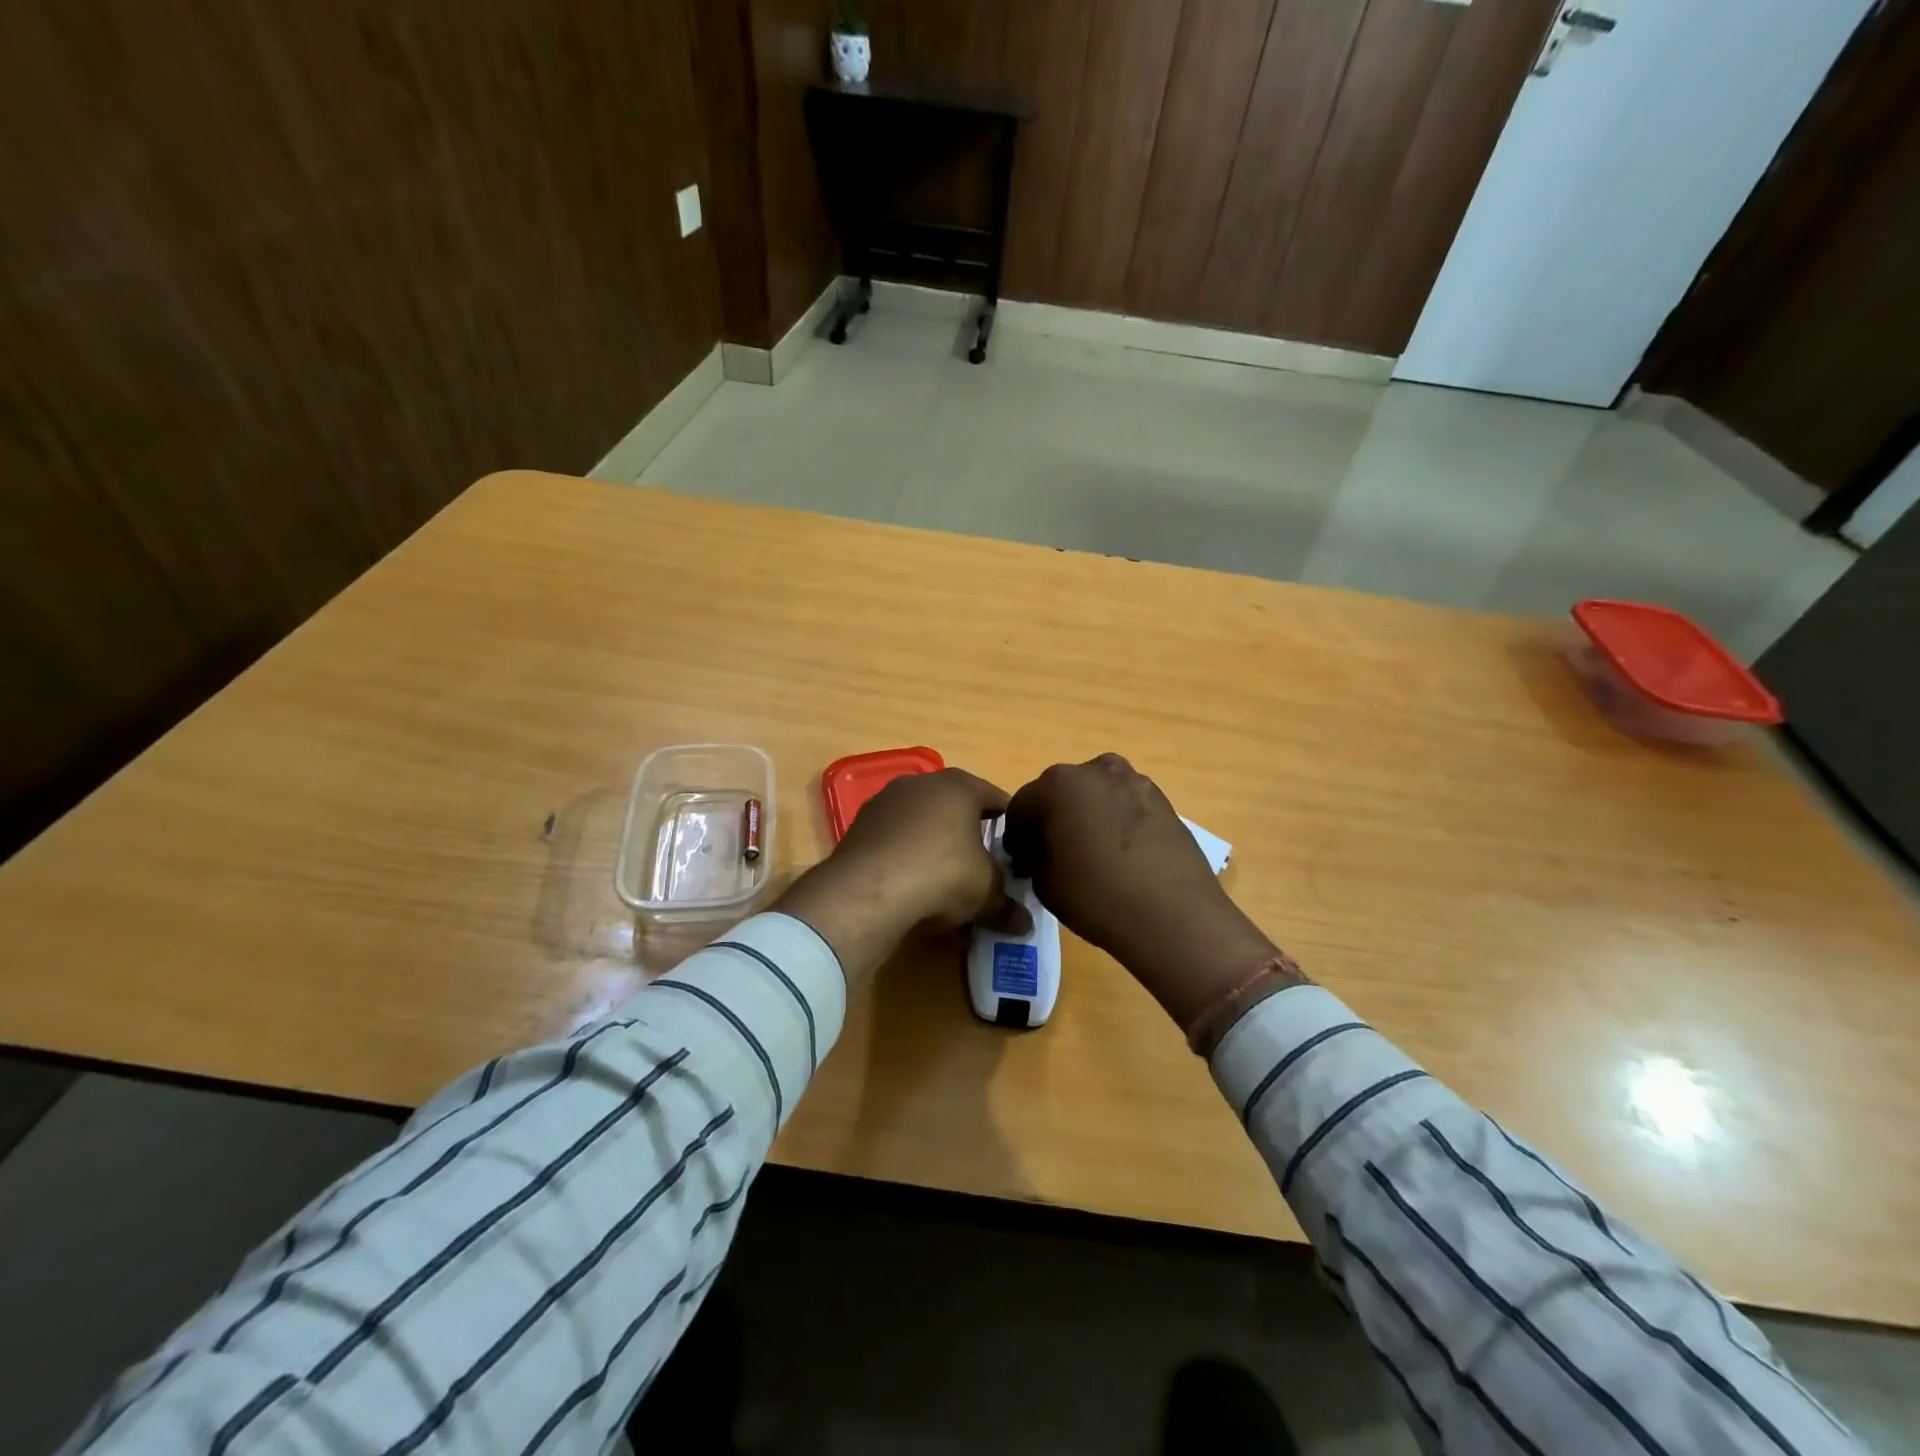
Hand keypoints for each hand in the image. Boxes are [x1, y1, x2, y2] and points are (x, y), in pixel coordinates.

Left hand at [777, 769, 1029, 995]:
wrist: (868, 891)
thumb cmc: (942, 873)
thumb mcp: (986, 892)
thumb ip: (1007, 905)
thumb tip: (1025, 925)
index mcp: (959, 786)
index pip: (995, 798)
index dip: (1010, 824)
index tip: (1018, 849)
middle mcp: (921, 784)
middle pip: (956, 809)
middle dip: (970, 839)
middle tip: (984, 869)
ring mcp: (886, 803)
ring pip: (922, 827)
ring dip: (936, 852)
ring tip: (947, 889)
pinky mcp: (860, 828)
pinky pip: (896, 844)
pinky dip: (908, 863)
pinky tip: (914, 894)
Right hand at [1004, 754, 1296, 1028]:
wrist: (1172, 914)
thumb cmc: (1095, 895)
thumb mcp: (1043, 881)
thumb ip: (1033, 855)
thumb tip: (1038, 849)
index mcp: (1057, 784)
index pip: (1022, 805)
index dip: (1017, 835)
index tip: (1021, 861)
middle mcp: (1095, 770)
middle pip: (1062, 792)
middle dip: (1054, 818)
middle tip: (1055, 855)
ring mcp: (1134, 781)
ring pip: (1097, 795)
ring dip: (1088, 816)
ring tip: (1093, 854)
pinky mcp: (1163, 800)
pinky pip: (1126, 806)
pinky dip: (1117, 822)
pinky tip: (1122, 855)